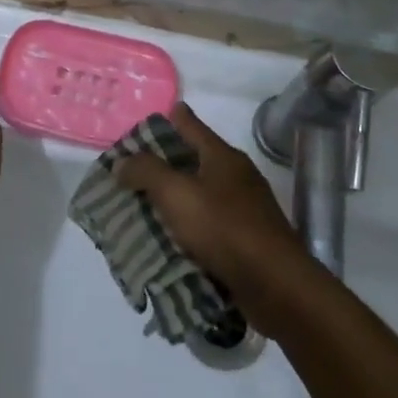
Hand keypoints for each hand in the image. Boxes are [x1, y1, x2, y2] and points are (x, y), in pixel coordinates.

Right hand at [115, 103, 304, 299]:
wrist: (274, 284)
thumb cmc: (224, 228)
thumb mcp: (177, 193)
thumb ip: (146, 172)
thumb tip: (123, 162)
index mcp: (223, 157)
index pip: (192, 126)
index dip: (173, 118)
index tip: (156, 113)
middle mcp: (236, 178)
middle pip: (194, 160)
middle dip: (165, 162)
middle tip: (132, 166)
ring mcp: (243, 210)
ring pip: (199, 195)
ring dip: (174, 198)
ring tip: (141, 204)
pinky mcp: (244, 241)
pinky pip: (206, 225)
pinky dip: (186, 227)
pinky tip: (166, 237)